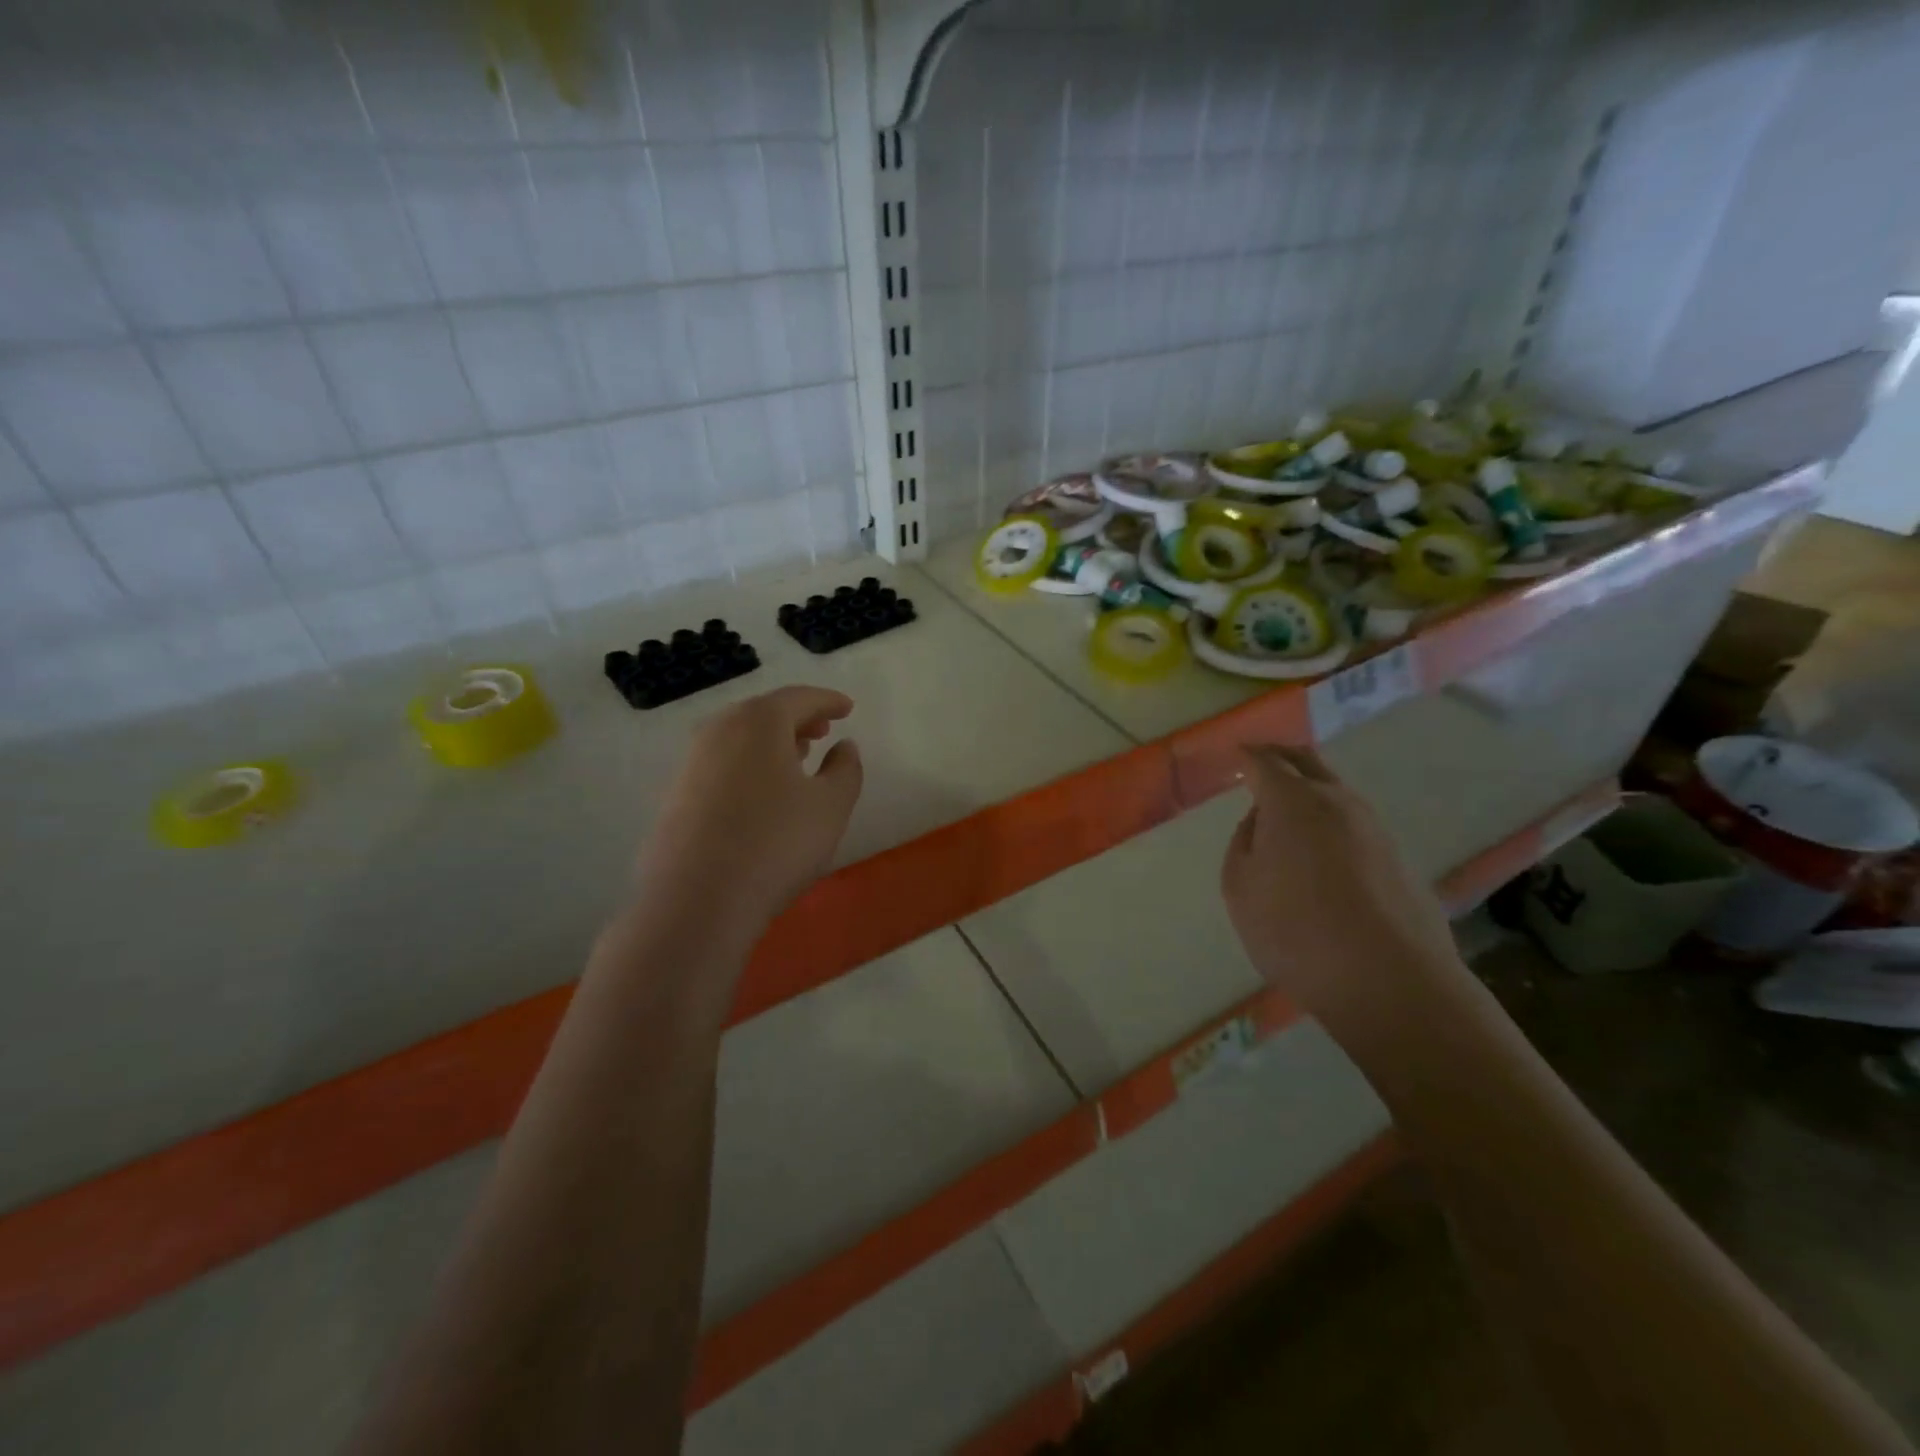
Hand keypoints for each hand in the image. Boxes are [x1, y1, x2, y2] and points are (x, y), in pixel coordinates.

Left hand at [636, 685, 863, 933]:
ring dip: (771, 742)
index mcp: (758, 721)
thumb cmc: (776, 843)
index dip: (828, 700)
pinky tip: (762, 793)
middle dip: (797, 718)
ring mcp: (690, 763)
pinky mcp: (675, 796)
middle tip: (823, 730)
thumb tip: (844, 746)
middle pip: (764, 712)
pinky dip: (748, 764)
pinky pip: (721, 764)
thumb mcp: (831, 806)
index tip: (847, 708)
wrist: (695, 901)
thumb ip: (845, 769)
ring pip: (739, 738)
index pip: (799, 698)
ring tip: (797, 758)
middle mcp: (718, 730)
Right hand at [1220, 745, 1466, 1036]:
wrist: (1389, 981)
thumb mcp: (1240, 887)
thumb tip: (1263, 822)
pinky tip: (1320, 848)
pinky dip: (1330, 820)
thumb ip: (1244, 843)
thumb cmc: (1295, 930)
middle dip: (1281, 755)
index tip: (1236, 756)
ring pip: (1336, 791)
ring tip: (1287, 807)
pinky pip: (1354, 823)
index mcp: (1292, 800)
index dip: (1248, 756)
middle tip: (1261, 761)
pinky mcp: (1397, 858)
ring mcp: (1375, 828)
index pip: (1266, 761)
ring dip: (1310, 788)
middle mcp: (1338, 801)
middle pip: (1308, 761)